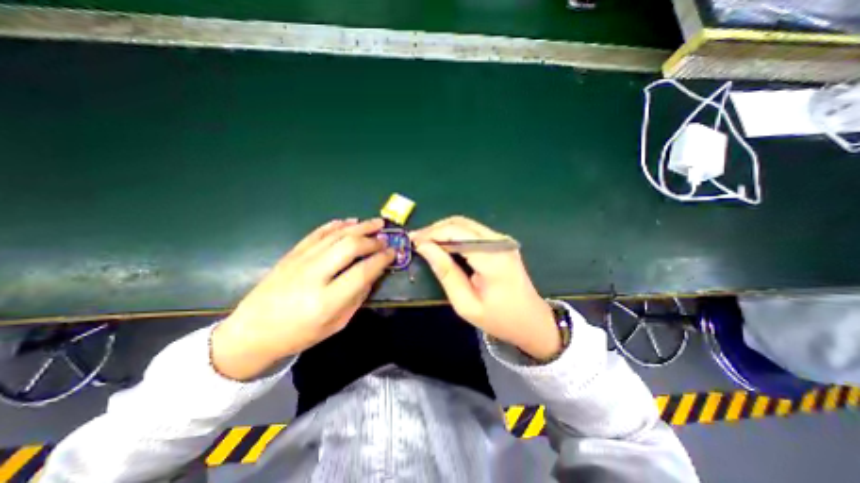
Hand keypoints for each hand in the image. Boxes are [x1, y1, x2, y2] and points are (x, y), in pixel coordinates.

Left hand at [213, 220, 392, 381]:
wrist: (253, 332)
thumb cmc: (299, 334)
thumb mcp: (336, 324)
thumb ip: (357, 297)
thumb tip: (373, 273)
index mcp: (326, 301)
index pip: (362, 272)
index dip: (381, 260)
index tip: (392, 253)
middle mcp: (313, 276)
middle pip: (349, 247)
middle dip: (372, 239)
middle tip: (385, 239)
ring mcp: (300, 261)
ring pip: (335, 235)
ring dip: (359, 226)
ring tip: (376, 222)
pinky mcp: (292, 254)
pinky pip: (318, 233)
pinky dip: (336, 225)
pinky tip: (349, 221)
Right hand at [410, 217, 564, 359]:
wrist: (532, 321)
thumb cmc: (499, 319)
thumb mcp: (466, 303)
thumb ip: (445, 272)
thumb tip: (424, 247)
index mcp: (493, 258)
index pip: (456, 232)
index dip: (431, 233)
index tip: (412, 240)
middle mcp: (499, 242)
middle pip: (460, 223)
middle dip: (435, 229)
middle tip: (417, 241)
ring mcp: (502, 240)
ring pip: (465, 224)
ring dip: (444, 230)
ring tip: (426, 243)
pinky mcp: (501, 243)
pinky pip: (472, 231)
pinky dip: (454, 234)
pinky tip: (443, 245)